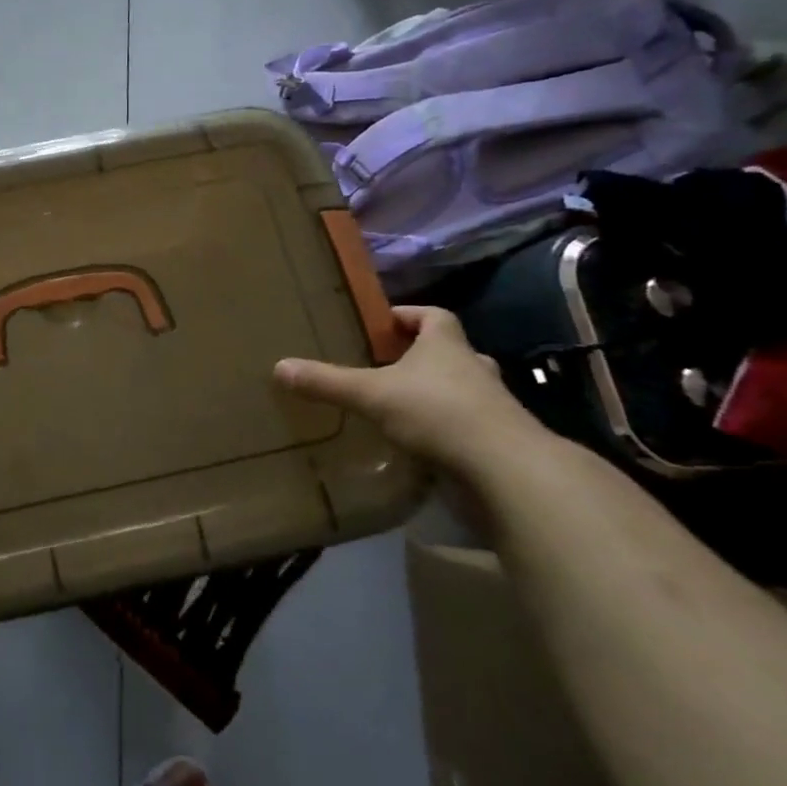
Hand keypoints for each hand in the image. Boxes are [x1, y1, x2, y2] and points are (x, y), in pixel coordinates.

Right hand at [273, 306, 536, 474]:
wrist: (507, 470)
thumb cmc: (438, 413)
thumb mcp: (371, 395)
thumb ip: (328, 382)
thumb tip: (279, 367)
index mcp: (447, 346)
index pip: (433, 316)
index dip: (409, 315)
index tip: (384, 323)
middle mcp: (474, 369)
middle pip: (451, 352)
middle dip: (422, 357)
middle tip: (389, 367)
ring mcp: (493, 407)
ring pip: (463, 390)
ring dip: (437, 395)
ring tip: (400, 407)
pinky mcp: (498, 443)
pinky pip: (468, 427)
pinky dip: (446, 431)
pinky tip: (421, 445)